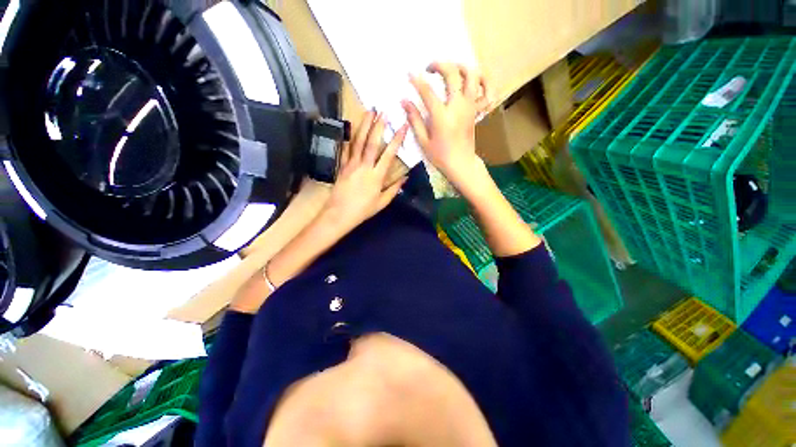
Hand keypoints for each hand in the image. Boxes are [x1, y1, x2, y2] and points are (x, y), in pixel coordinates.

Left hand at [322, 111, 407, 232]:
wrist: (339, 214)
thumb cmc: (363, 210)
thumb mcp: (382, 202)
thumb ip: (394, 189)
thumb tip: (405, 178)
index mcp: (376, 176)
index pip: (389, 154)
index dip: (397, 139)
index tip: (402, 126)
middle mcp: (364, 167)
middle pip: (372, 143)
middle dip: (378, 126)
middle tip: (383, 111)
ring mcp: (351, 164)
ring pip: (358, 142)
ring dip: (364, 126)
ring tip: (368, 112)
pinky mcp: (342, 166)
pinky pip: (346, 149)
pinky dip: (349, 137)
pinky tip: (351, 128)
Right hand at [401, 62, 491, 186]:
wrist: (461, 164)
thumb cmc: (440, 156)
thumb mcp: (423, 141)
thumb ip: (415, 119)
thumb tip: (404, 101)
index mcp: (441, 116)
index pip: (427, 91)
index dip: (417, 80)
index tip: (410, 74)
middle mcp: (457, 107)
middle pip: (452, 74)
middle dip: (440, 65)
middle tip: (430, 69)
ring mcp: (469, 107)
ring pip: (472, 76)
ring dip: (461, 67)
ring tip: (451, 70)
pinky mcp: (476, 110)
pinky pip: (485, 91)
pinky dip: (482, 81)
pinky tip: (473, 81)